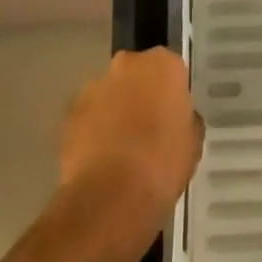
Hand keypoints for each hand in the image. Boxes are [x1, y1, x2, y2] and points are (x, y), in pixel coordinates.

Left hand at [58, 47, 204, 225]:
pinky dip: (93, 130)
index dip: (171, 92)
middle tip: (148, 127)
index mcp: (163, 65)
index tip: (172, 114)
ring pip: (109, 93)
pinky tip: (100, 159)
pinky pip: (88, 116)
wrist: (111, 197)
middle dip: (140, 93)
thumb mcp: (193, 141)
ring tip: (121, 148)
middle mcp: (127, 65)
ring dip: (114, 110)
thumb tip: (175, 118)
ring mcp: (93, 87)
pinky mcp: (69, 114)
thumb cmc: (163, 163)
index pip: (171, 68)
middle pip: (136, 73)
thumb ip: (185, 118)